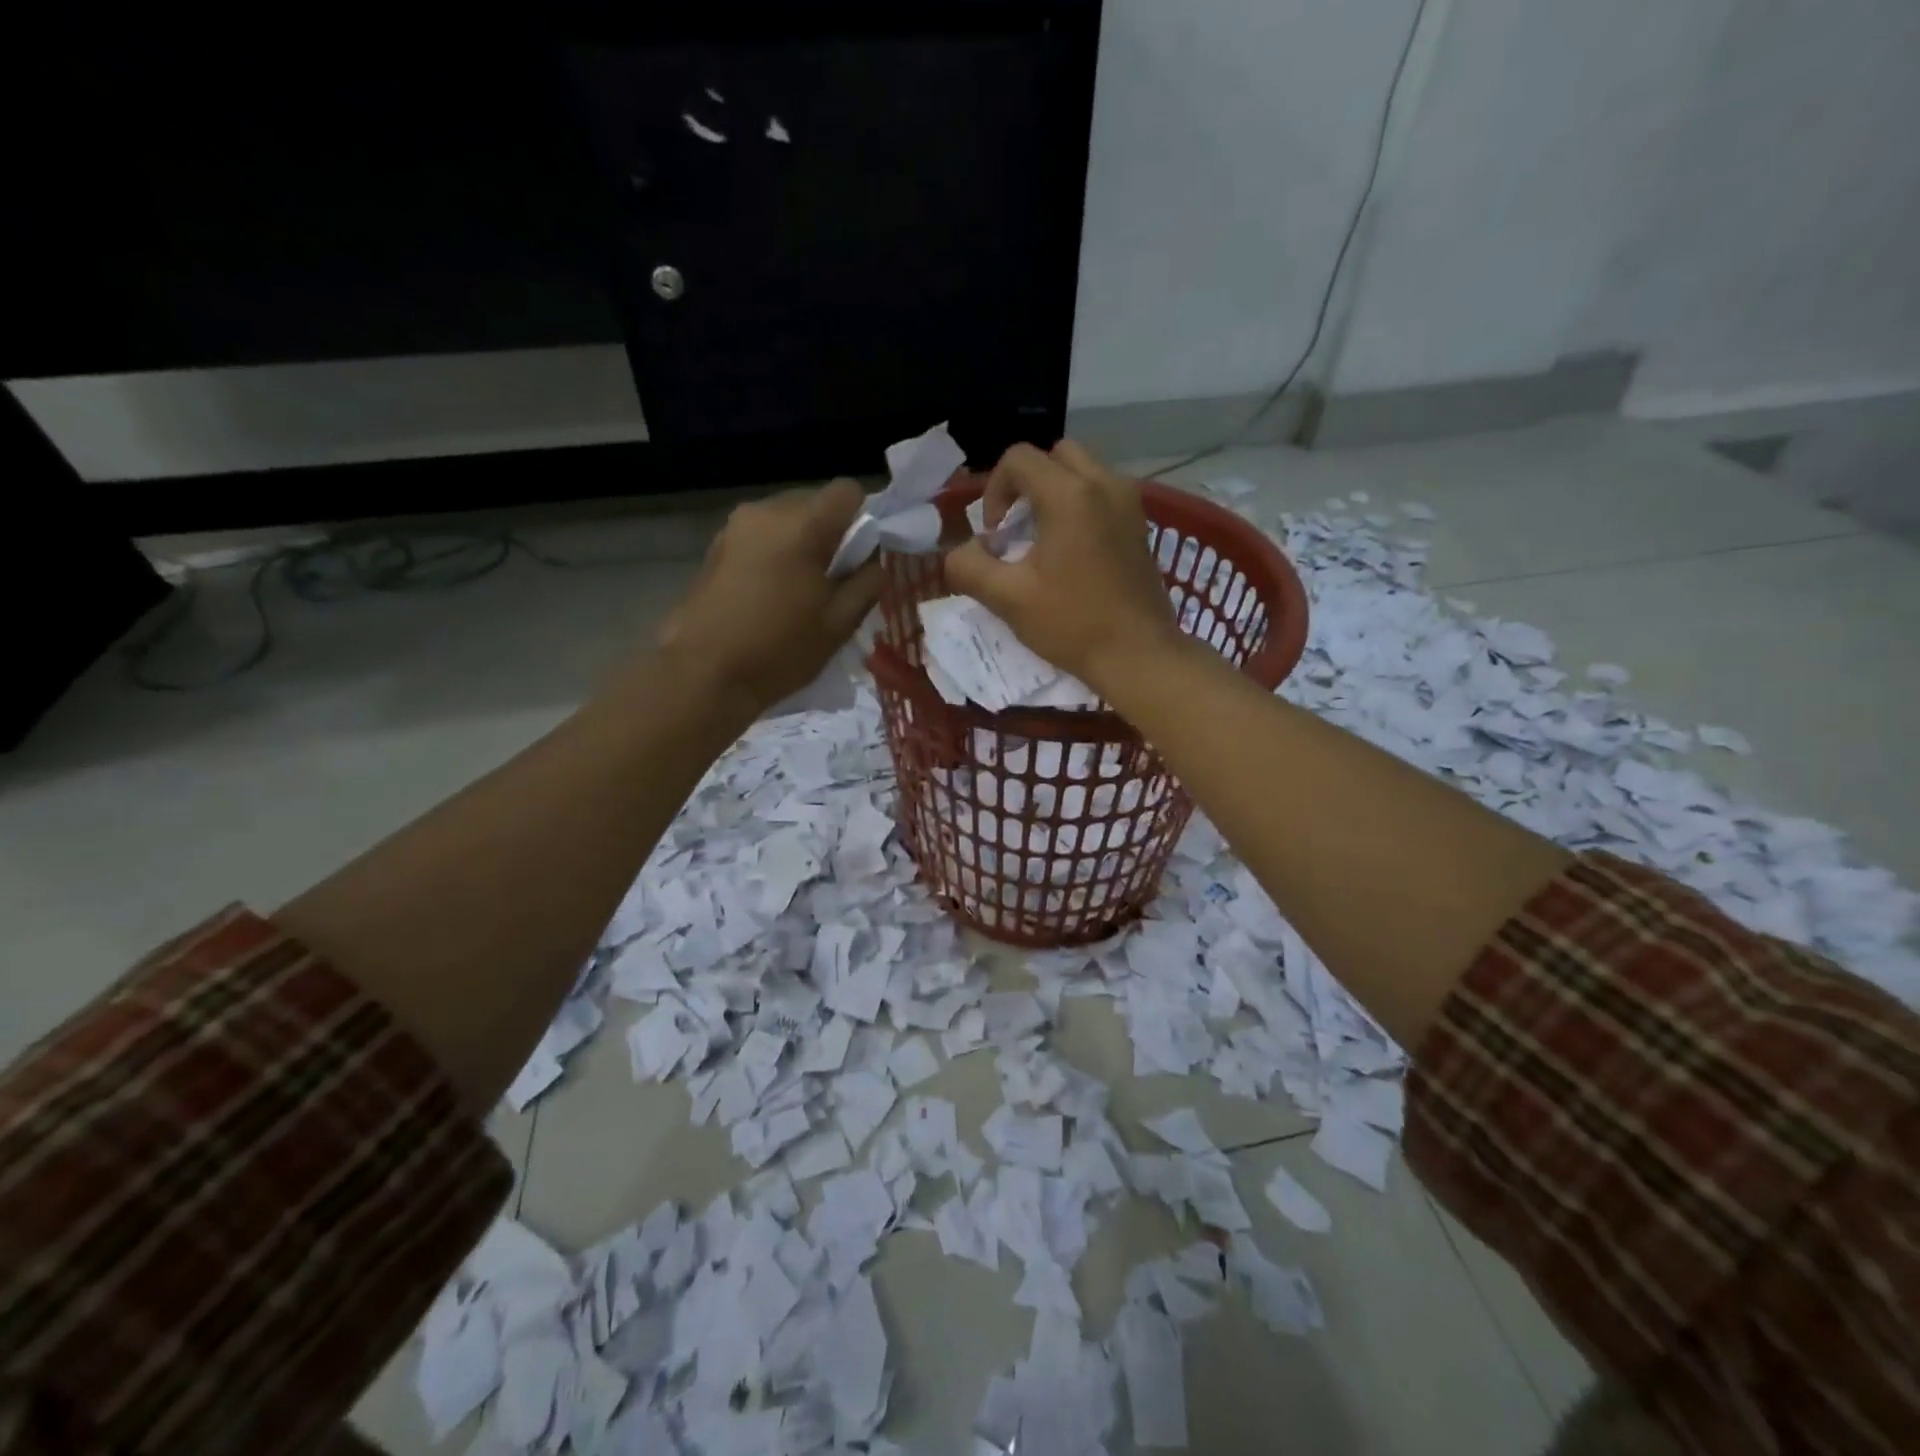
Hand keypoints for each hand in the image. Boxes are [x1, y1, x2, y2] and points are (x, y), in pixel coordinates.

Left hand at [654, 480, 880, 715]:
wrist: (702, 673)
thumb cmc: (778, 649)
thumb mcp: (838, 624)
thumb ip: (867, 584)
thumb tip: (873, 563)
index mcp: (802, 525)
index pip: (848, 491)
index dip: (863, 519)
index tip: (860, 558)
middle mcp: (766, 511)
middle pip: (814, 503)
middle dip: (831, 534)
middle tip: (832, 582)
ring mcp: (735, 527)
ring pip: (785, 520)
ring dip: (801, 544)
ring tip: (798, 592)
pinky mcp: (716, 546)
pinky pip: (761, 536)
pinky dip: (775, 554)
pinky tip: (769, 595)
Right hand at [944, 441, 1180, 692]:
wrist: (1139, 655)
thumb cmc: (1073, 625)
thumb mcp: (1008, 599)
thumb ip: (969, 567)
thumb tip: (962, 552)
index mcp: (1070, 495)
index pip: (1019, 458)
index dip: (994, 491)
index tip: (995, 536)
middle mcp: (1104, 484)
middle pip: (1054, 456)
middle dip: (1026, 484)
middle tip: (1017, 529)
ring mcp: (1129, 502)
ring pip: (1081, 471)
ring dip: (1054, 493)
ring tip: (1042, 540)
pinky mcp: (1140, 523)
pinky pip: (1102, 493)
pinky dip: (1079, 506)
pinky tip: (1071, 551)